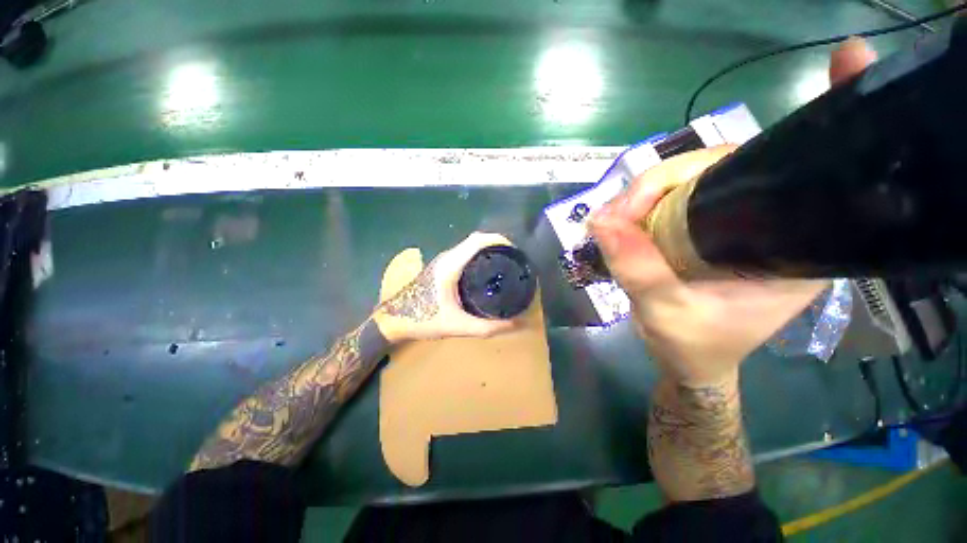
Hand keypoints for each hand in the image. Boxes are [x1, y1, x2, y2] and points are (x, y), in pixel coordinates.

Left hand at [374, 232, 518, 342]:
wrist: (394, 319)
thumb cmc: (423, 320)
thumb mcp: (458, 326)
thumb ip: (488, 327)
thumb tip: (518, 324)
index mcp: (450, 266)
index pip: (477, 240)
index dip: (498, 239)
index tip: (514, 251)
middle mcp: (447, 257)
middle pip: (475, 240)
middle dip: (496, 244)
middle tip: (513, 260)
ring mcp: (442, 260)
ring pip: (468, 246)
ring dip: (487, 249)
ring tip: (504, 263)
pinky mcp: (441, 266)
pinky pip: (464, 253)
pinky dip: (478, 255)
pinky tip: (486, 271)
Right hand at [588, 38, 875, 386]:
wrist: (688, 360)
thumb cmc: (693, 347)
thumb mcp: (665, 313)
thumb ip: (637, 269)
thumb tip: (601, 221)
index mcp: (794, 247)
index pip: (803, 172)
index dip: (820, 122)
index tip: (848, 60)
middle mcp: (772, 222)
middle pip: (727, 166)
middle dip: (665, 179)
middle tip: (619, 212)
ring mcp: (732, 220)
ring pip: (691, 178)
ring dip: (646, 191)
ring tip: (613, 219)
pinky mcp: (700, 225)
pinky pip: (672, 196)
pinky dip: (643, 200)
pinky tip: (622, 214)